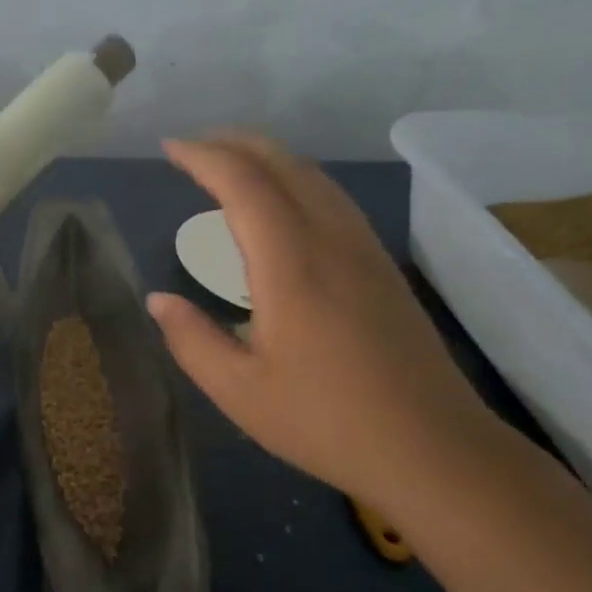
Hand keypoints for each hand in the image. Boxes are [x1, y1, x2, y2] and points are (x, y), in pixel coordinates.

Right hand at [148, 134, 507, 517]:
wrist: (432, 448)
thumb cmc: (326, 422)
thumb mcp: (239, 392)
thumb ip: (192, 340)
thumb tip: (159, 300)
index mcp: (291, 265)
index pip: (244, 184)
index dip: (204, 157)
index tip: (169, 149)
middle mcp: (332, 241)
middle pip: (284, 164)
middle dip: (235, 143)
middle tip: (194, 147)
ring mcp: (365, 250)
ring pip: (315, 177)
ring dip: (269, 158)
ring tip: (232, 166)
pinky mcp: (383, 266)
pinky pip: (334, 199)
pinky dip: (297, 180)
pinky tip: (284, 204)